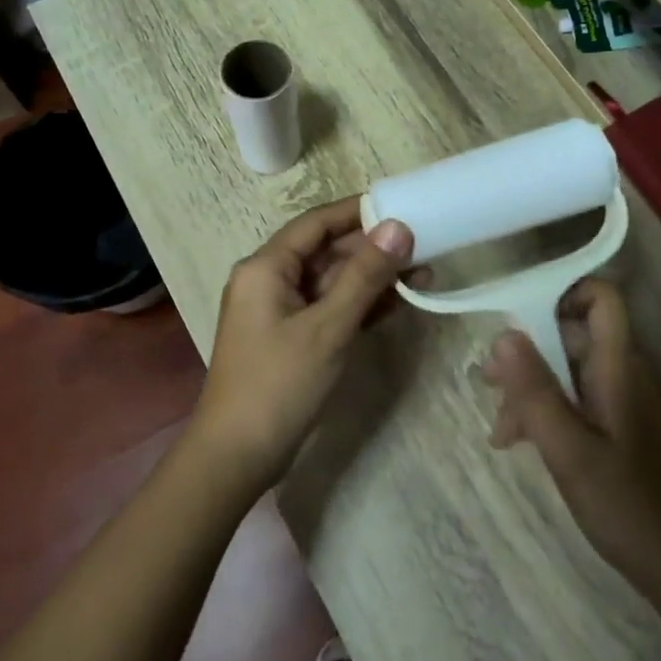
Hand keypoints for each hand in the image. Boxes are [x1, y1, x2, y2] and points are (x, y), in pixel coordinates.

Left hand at [189, 198, 417, 493]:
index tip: (401, 204)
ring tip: (422, 273)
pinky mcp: (290, 337)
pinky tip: (397, 302)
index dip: (358, 211)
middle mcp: (268, 280)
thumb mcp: (328, 327)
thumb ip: (364, 276)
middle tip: (424, 246)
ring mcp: (278, 310)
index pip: (316, 223)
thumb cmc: (279, 384)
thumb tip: (398, 227)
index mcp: (266, 267)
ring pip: (330, 281)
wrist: (237, 456)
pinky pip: (328, 307)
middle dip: (372, 249)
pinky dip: (358, 304)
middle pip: (325, 251)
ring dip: (371, 278)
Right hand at [484, 280, 660, 604]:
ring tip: (499, 428)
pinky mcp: (616, 428)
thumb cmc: (626, 505)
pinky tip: (517, 443)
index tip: (518, 315)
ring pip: (566, 370)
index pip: (602, 299)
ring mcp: (620, 402)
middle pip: (571, 334)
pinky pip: (574, 399)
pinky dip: (544, 411)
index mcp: (617, 368)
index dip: (563, 292)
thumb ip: (535, 390)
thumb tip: (502, 332)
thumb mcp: (568, 449)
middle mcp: (621, 374)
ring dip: (529, 387)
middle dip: (526, 351)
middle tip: (487, 382)